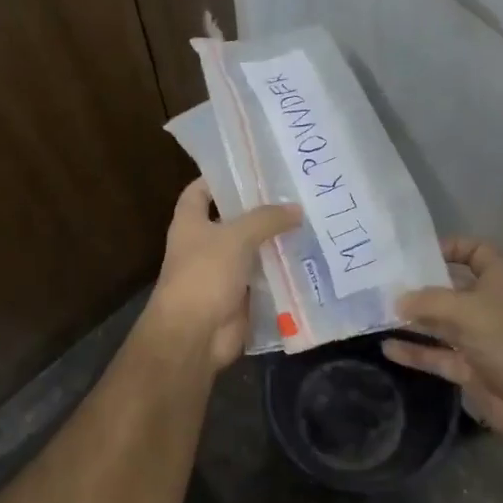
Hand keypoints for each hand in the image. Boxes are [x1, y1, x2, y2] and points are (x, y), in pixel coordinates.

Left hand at [144, 180, 301, 373]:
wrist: (194, 335)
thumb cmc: (204, 274)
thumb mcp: (236, 237)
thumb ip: (266, 219)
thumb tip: (296, 209)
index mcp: (190, 222)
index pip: (200, 190)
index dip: (221, 177)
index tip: (253, 167)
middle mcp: (204, 244)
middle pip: (234, 219)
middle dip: (261, 209)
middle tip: (296, 192)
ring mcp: (222, 271)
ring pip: (253, 249)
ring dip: (276, 240)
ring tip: (311, 220)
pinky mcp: (240, 296)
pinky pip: (265, 278)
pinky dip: (283, 271)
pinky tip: (310, 257)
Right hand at [382, 237, 502, 444]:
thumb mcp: (465, 310)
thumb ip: (427, 300)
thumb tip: (398, 300)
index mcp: (499, 279)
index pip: (476, 251)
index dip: (450, 247)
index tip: (417, 253)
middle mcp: (489, 304)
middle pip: (452, 288)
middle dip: (421, 286)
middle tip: (383, 282)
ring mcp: (480, 338)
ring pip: (441, 322)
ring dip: (414, 319)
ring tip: (377, 313)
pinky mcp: (471, 368)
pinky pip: (438, 354)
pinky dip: (415, 351)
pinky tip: (387, 348)